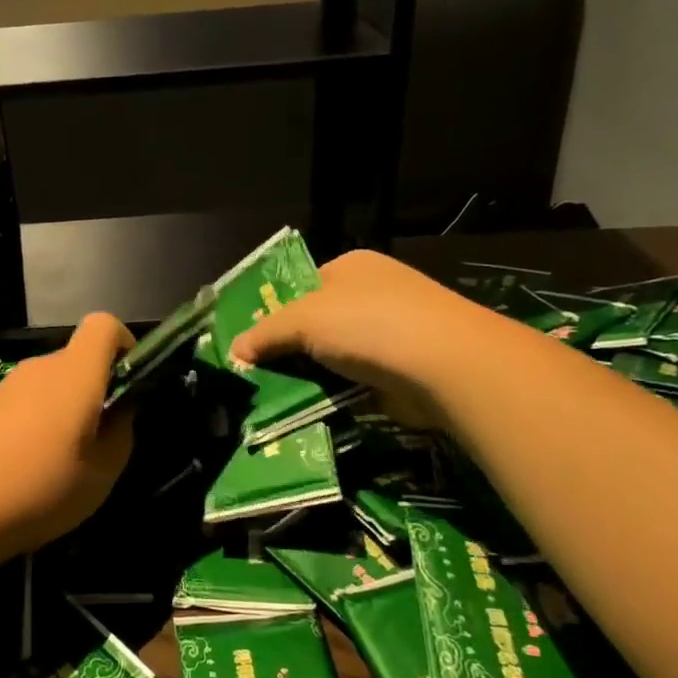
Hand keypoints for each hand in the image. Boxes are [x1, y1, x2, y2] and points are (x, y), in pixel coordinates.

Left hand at [0, 314, 134, 558]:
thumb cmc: (39, 491)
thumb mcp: (102, 475)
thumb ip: (121, 434)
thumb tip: (119, 412)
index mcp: (74, 374)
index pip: (104, 325)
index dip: (123, 345)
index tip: (128, 384)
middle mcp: (39, 368)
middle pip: (77, 359)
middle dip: (95, 389)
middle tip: (98, 440)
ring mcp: (5, 386)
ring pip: (49, 384)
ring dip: (63, 410)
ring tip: (60, 462)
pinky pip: (23, 402)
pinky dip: (34, 422)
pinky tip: (24, 467)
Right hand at [229, 250, 495, 424]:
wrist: (444, 365)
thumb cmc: (368, 323)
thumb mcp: (303, 320)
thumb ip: (264, 333)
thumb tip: (233, 351)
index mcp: (351, 267)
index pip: (301, 287)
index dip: (274, 312)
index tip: (249, 342)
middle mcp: (372, 294)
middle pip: (316, 324)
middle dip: (288, 349)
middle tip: (255, 375)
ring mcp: (391, 333)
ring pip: (333, 357)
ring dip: (310, 377)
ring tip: (273, 398)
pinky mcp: (401, 371)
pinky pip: (354, 383)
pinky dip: (335, 395)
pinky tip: (309, 410)